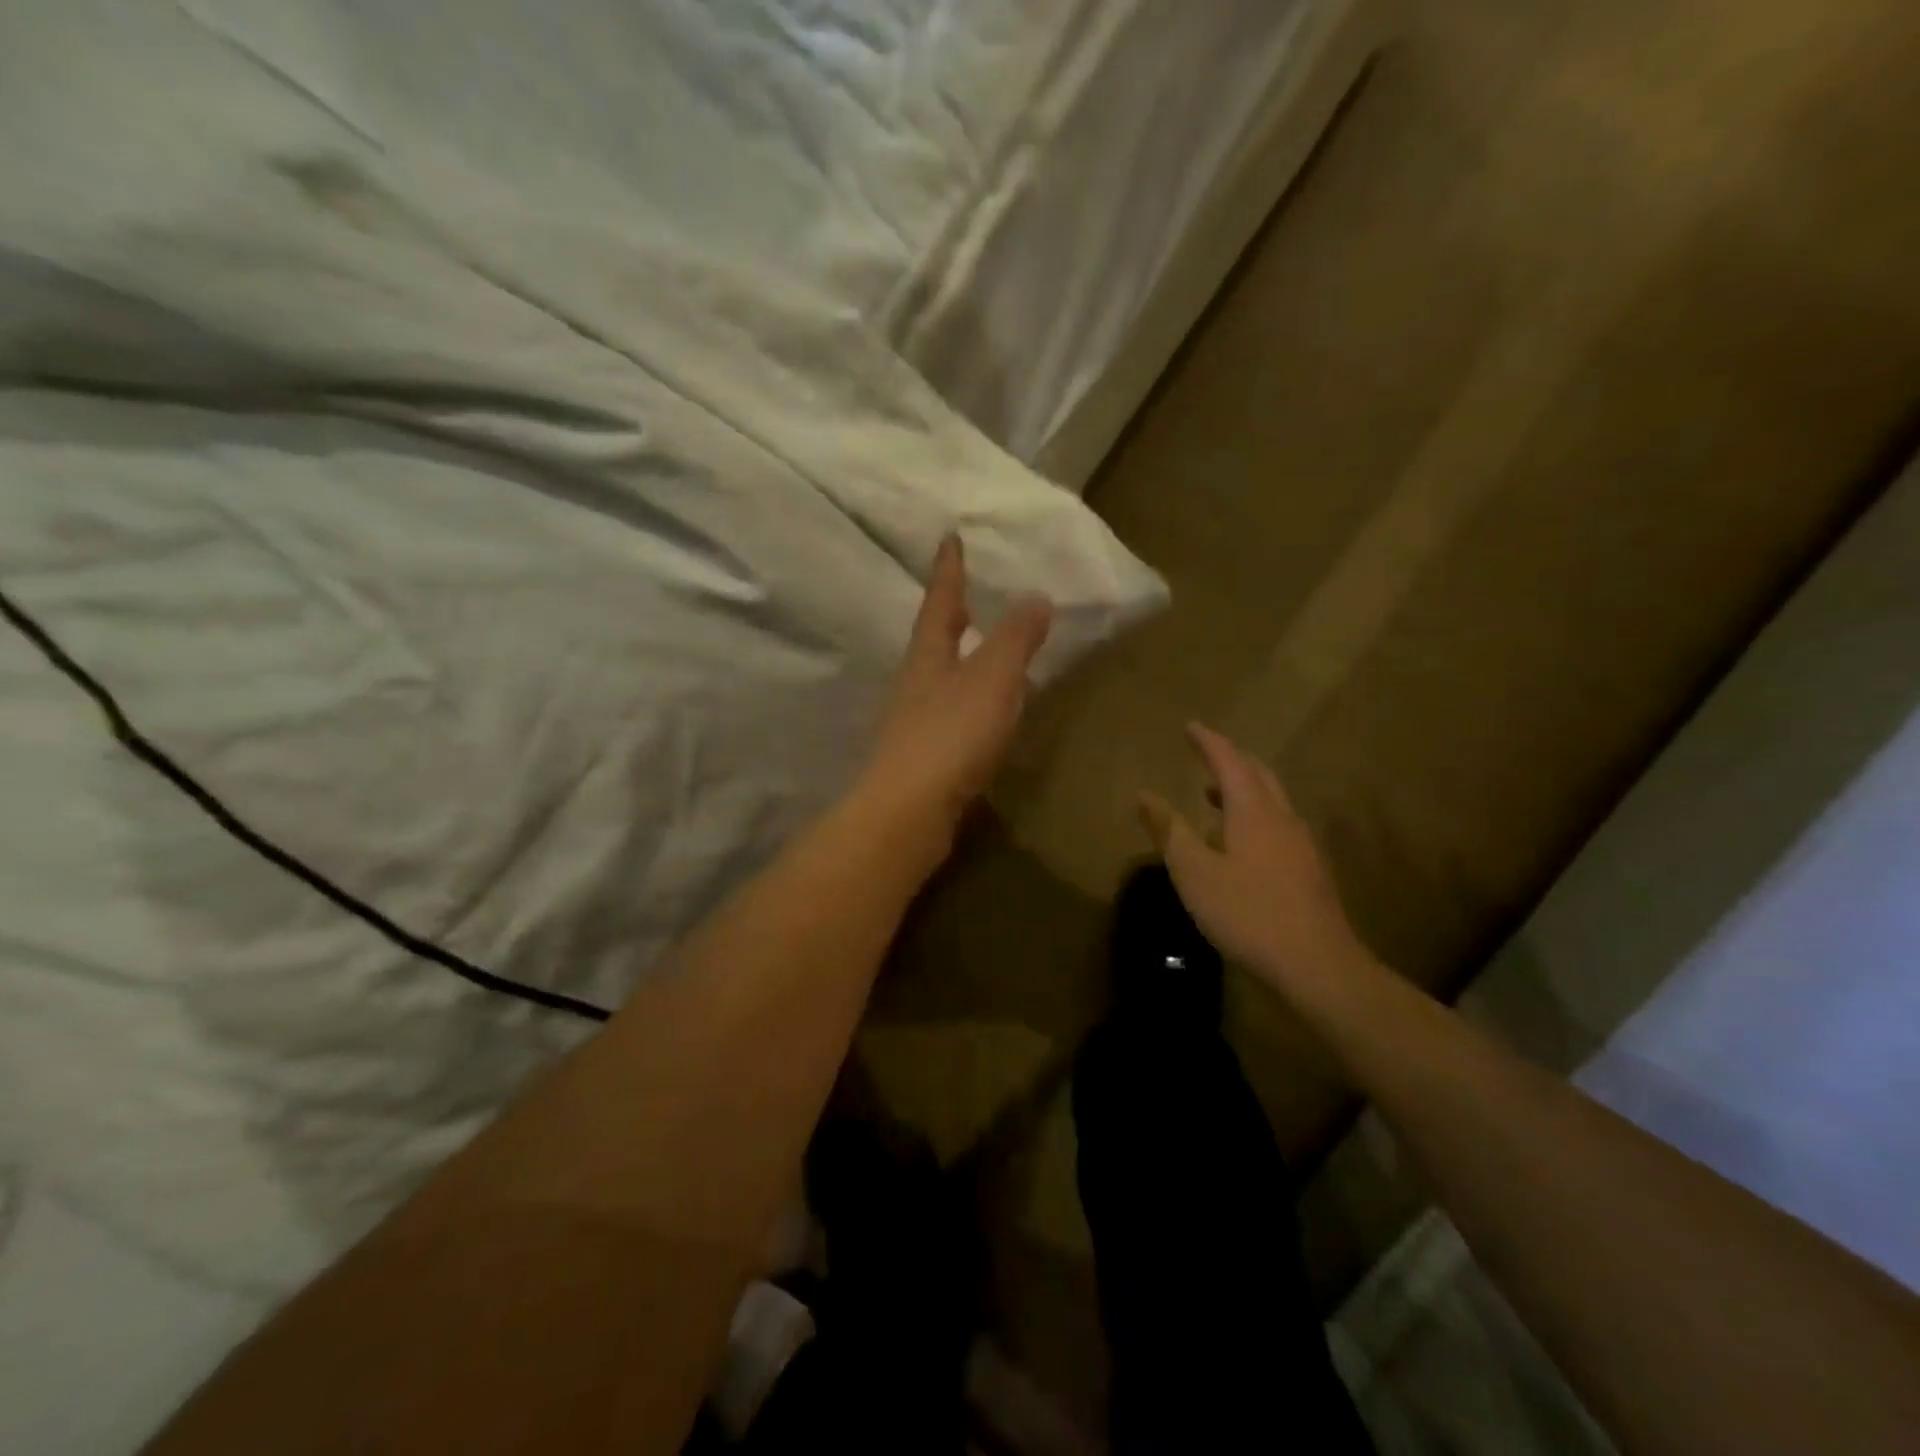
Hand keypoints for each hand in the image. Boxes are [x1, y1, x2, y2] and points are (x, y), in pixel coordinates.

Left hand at [857, 534, 1051, 854]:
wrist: (908, 811)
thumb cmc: (950, 736)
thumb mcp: (992, 679)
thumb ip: (1015, 639)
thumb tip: (1036, 598)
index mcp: (928, 655)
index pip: (940, 602)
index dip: (949, 571)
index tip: (949, 538)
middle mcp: (914, 682)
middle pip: (933, 639)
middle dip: (950, 615)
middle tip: (967, 596)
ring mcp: (912, 722)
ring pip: (938, 678)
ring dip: (958, 659)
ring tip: (980, 652)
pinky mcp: (920, 758)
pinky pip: (947, 715)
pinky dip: (966, 702)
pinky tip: (980, 716)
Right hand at [1139, 724, 1375, 999]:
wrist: (1317, 964)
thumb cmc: (1248, 913)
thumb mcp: (1195, 873)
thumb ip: (1169, 831)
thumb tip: (1144, 795)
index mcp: (1253, 811)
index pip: (1229, 761)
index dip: (1208, 741)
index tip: (1191, 726)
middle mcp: (1282, 818)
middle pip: (1259, 773)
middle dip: (1231, 759)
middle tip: (1205, 754)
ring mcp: (1302, 844)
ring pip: (1273, 799)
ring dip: (1244, 787)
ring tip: (1215, 796)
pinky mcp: (1310, 869)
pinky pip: (1279, 823)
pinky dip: (1256, 814)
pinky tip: (1242, 843)